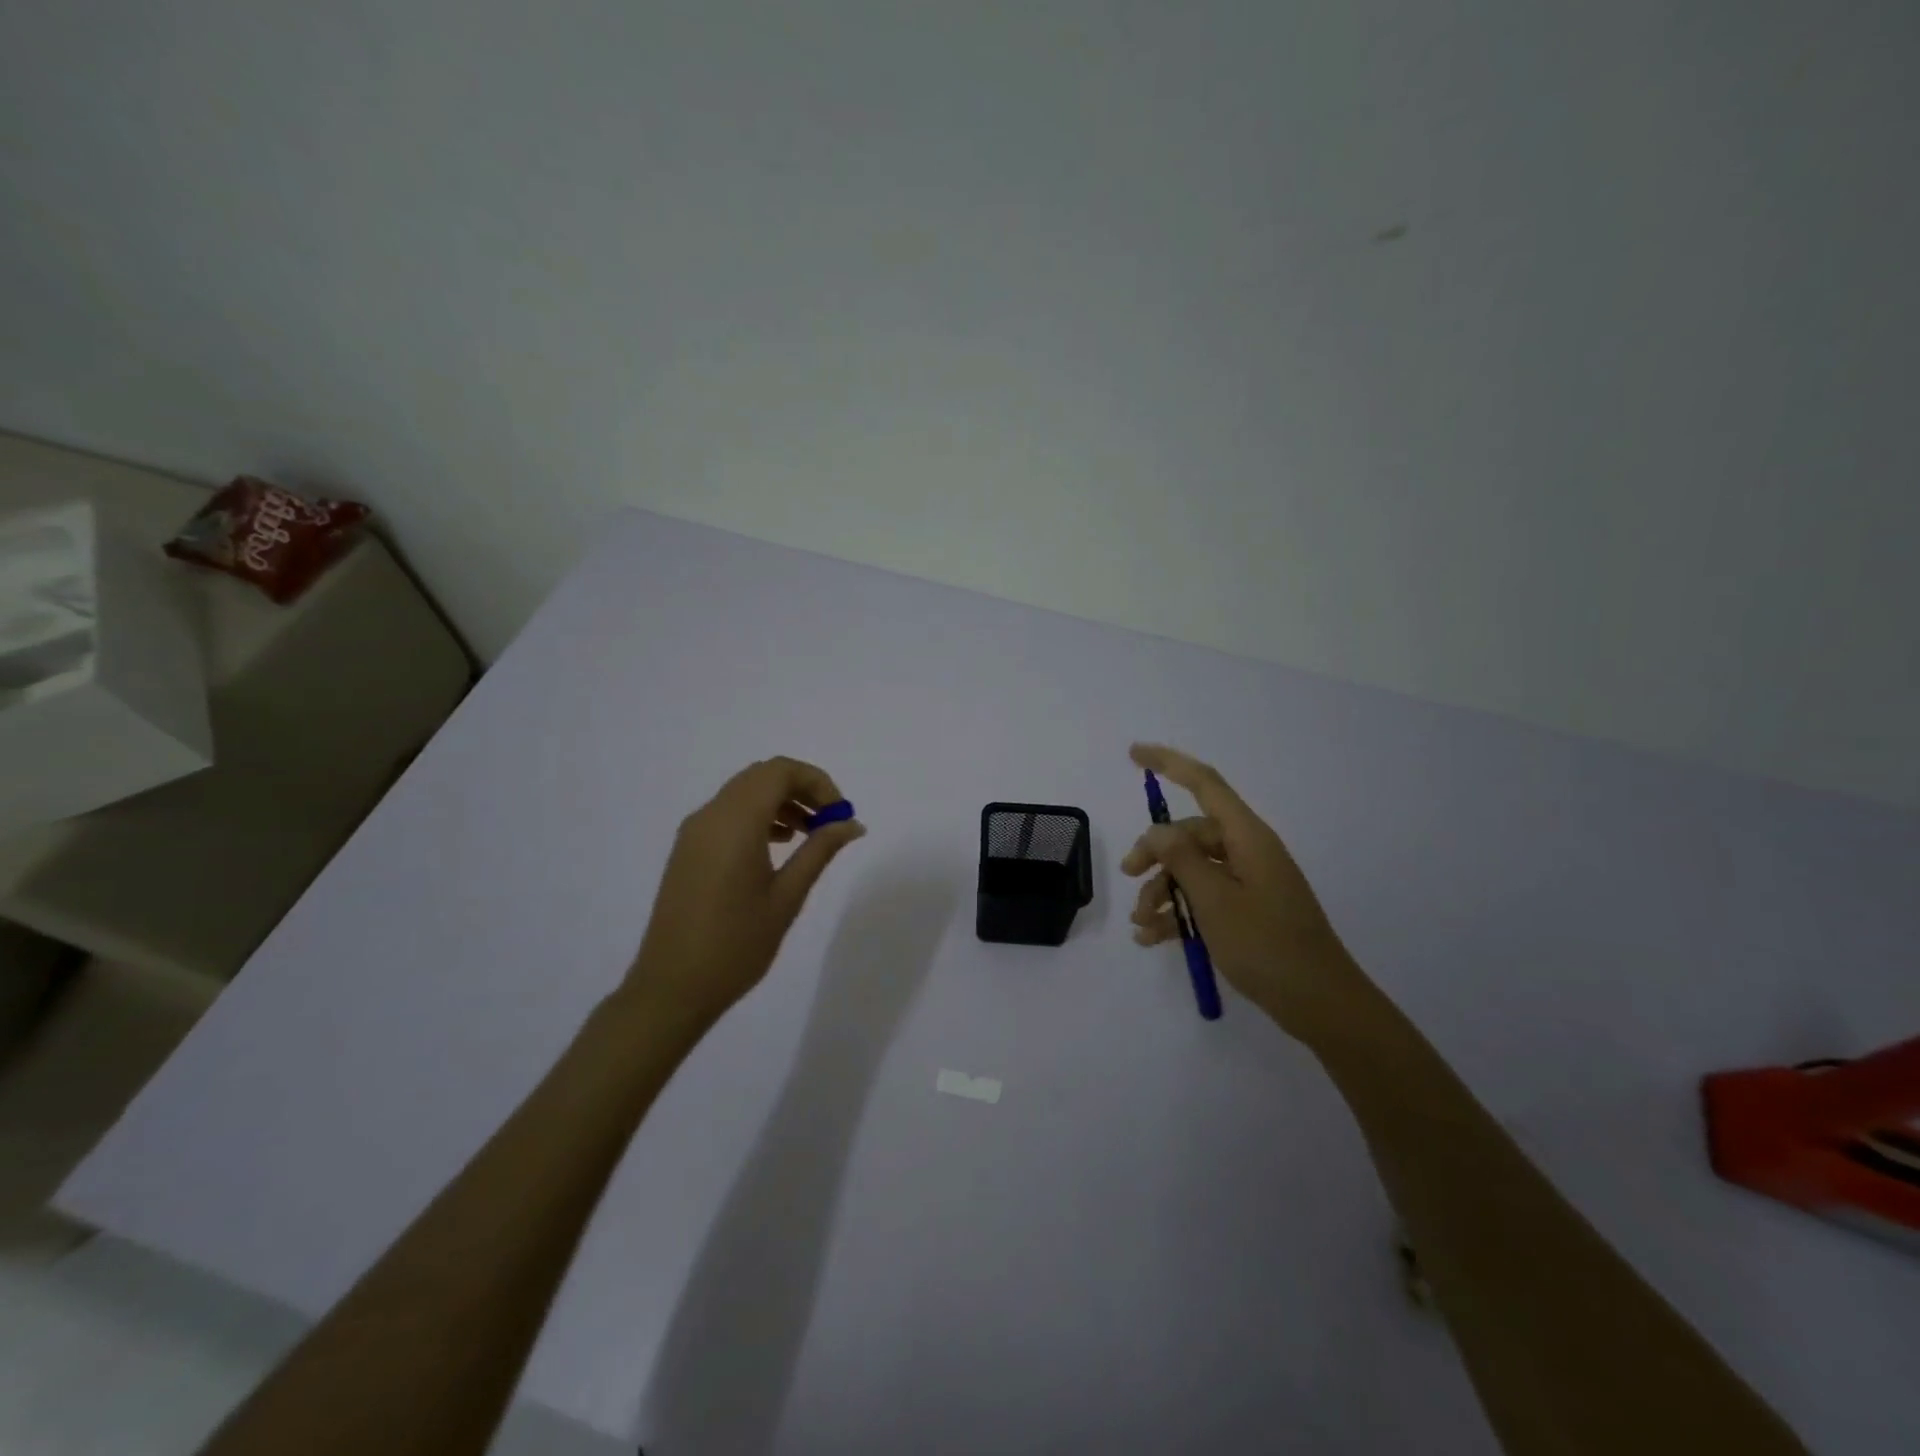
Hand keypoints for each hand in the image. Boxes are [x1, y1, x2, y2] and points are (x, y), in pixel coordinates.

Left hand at [627, 756, 865, 1028]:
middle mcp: (711, 816)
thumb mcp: (787, 896)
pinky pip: (728, 813)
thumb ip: (820, 851)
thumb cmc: (736, 945)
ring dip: (780, 801)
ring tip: (809, 835)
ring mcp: (694, 832)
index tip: (840, 814)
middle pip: (762, 776)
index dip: (817, 782)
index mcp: (735, 823)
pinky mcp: (688, 850)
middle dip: (801, 788)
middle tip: (830, 820)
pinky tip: (777, 847)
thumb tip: (852, 823)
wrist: (672, 988)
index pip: (780, 771)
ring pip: (744, 792)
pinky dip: (758, 815)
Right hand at [1123, 743, 1366, 1039]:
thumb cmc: (1266, 945)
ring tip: (1140, 923)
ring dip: (1162, 890)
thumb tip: (1157, 830)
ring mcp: (1249, 882)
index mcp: (1247, 837)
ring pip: (1192, 869)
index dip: (1168, 763)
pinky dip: (1178, 912)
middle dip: (1154, 853)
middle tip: (1128, 876)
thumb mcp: (1214, 899)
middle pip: (1190, 833)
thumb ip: (1181, 858)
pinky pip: (1204, 898)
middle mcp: (1248, 851)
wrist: (1320, 1004)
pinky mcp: (1248, 910)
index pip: (1204, 783)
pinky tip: (1151, 938)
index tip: (1133, 754)